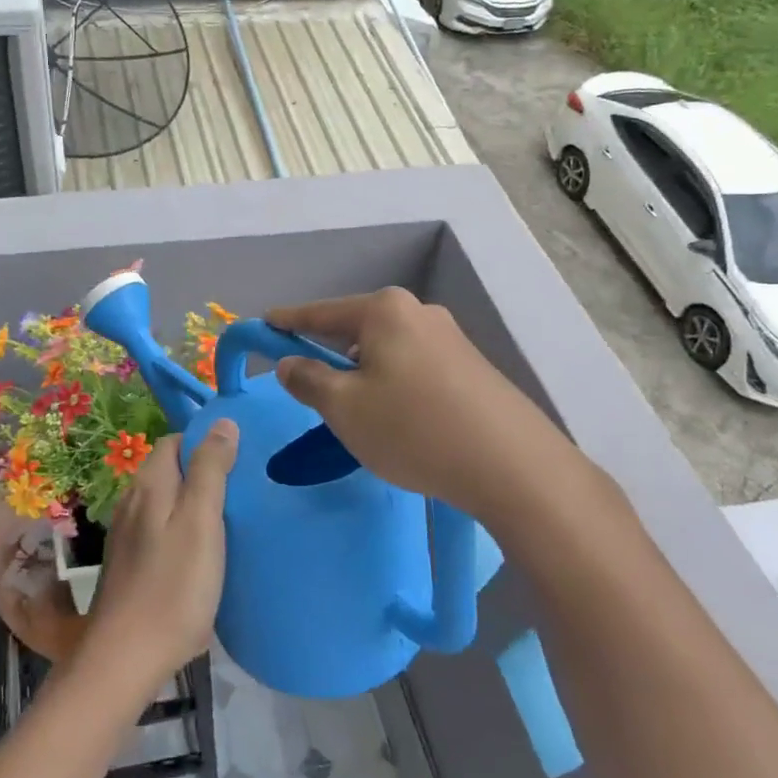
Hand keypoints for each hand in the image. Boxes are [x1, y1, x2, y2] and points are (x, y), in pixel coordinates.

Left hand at [78, 421, 236, 698]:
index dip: (206, 443)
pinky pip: (161, 531)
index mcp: (148, 484)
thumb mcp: (201, 520)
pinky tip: (203, 555)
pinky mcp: (130, 565)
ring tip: (230, 522)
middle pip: (170, 471)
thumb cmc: (173, 586)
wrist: (125, 659)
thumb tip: (222, 421)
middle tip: (243, 492)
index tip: (241, 460)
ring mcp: (127, 535)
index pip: (175, 441)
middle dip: (203, 473)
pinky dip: (183, 531)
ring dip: (194, 504)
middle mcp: (132, 501)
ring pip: (166, 502)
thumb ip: (211, 469)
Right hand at [266, 289, 573, 512]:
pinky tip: (401, 422)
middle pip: (356, 330)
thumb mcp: (344, 408)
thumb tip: (290, 363)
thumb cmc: (413, 429)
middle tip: (314, 392)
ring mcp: (450, 338)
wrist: (514, 466)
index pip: (320, 312)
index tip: (264, 324)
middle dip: (330, 356)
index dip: (287, 321)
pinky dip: (394, 386)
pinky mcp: (471, 367)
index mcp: (384, 310)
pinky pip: (414, 368)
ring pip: (386, 352)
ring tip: (363, 418)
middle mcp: (418, 312)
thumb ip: (308, 380)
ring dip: (365, 376)